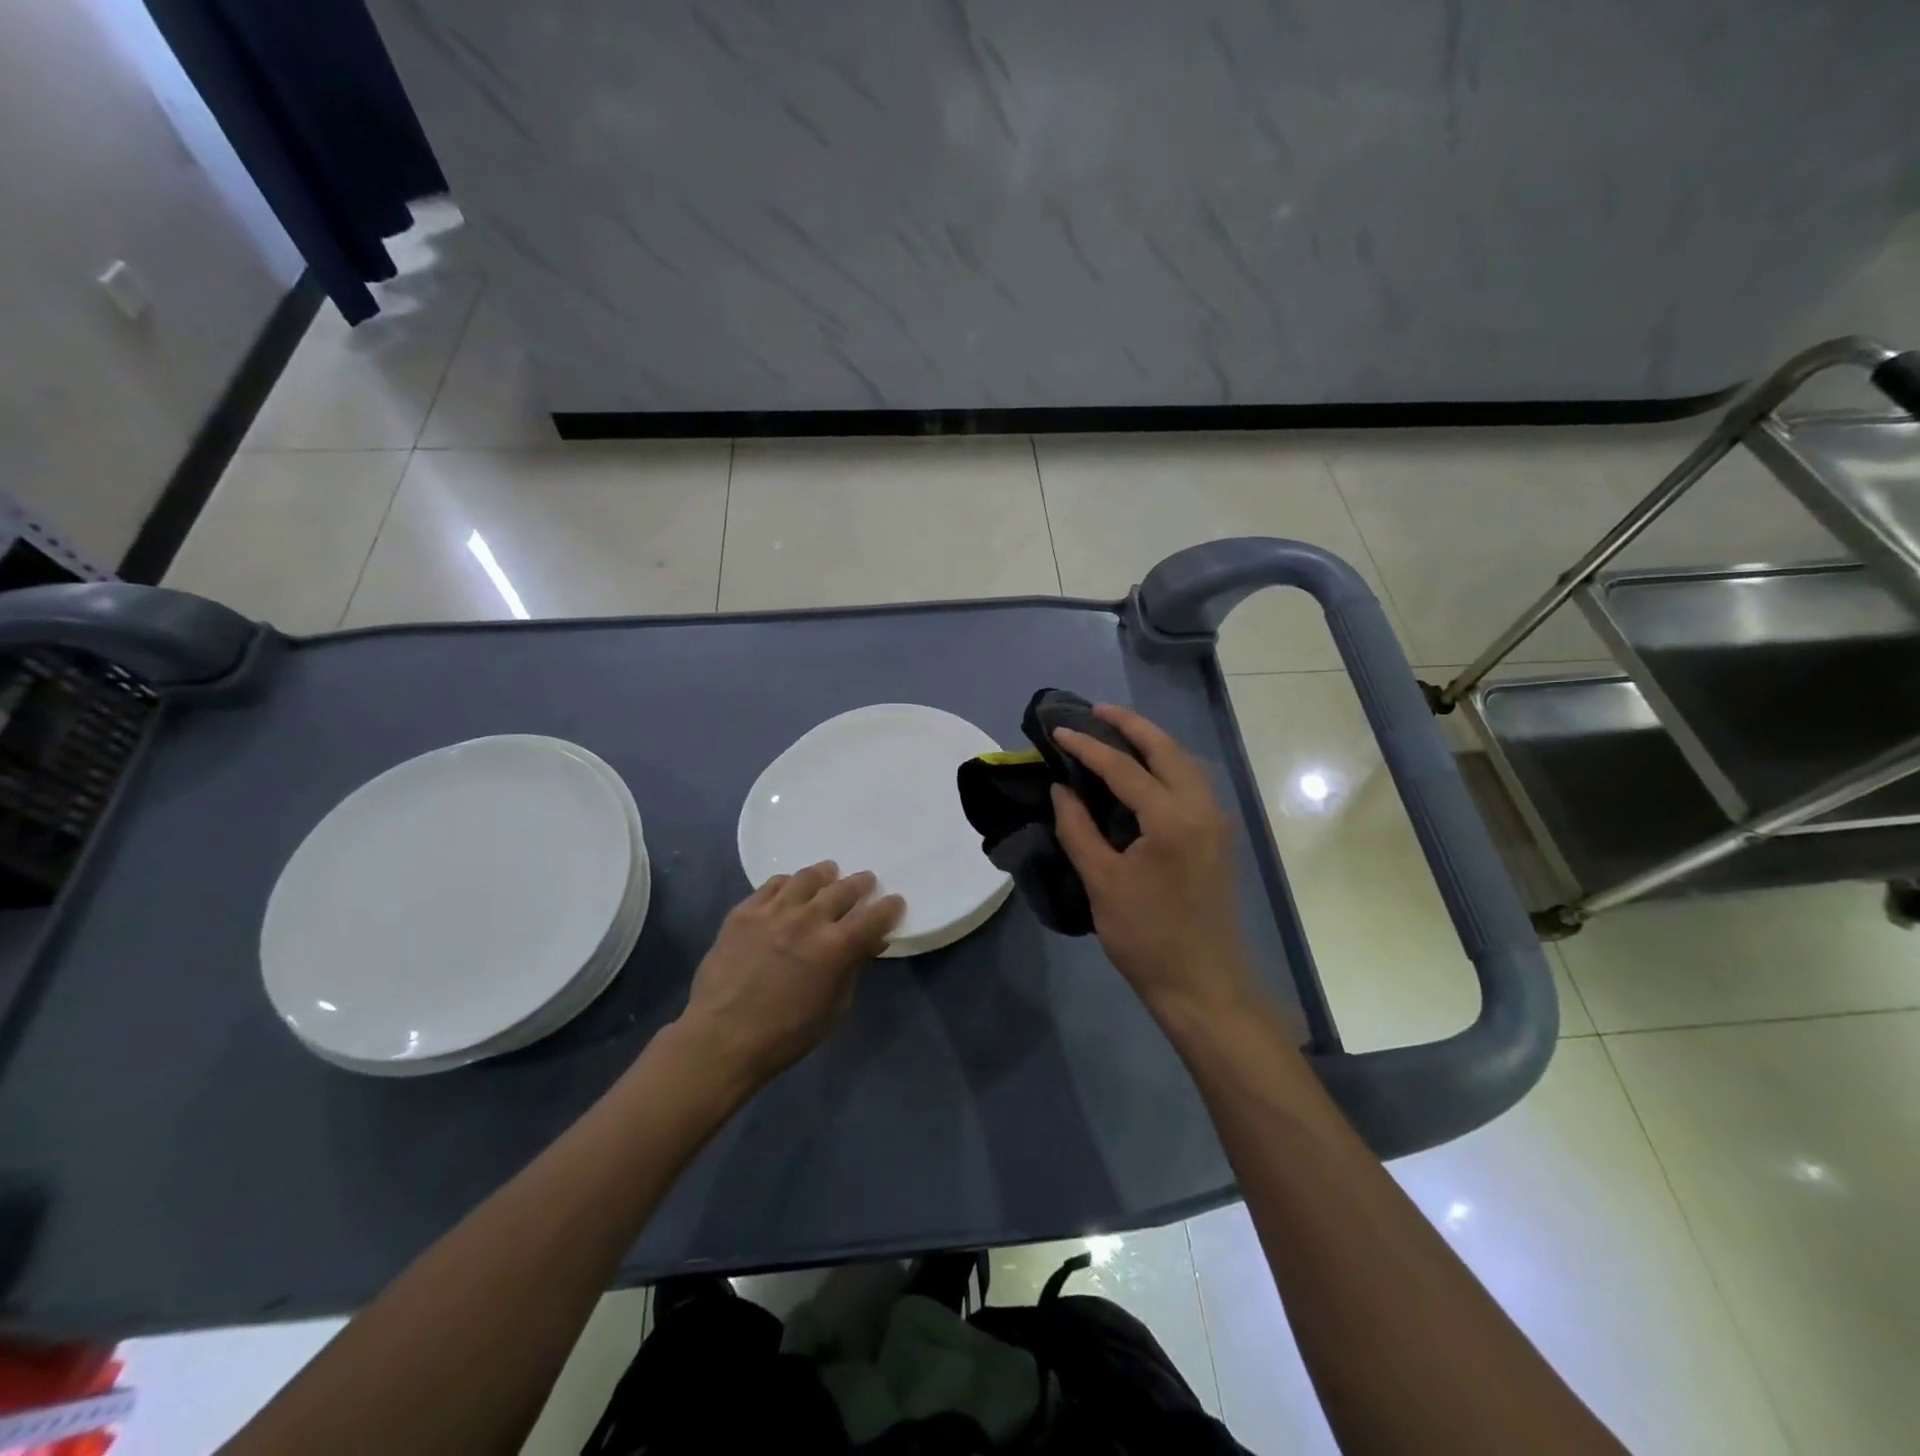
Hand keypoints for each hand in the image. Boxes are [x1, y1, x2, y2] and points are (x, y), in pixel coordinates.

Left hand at [676, 861, 903, 1088]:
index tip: (894, 902)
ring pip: (807, 878)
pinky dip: (788, 883)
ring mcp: (774, 911)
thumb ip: (853, 968)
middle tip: (865, 882)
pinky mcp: (744, 912)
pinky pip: (772, 885)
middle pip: (843, 889)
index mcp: (837, 946)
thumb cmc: (786, 1034)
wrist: (721, 1039)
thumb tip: (870, 943)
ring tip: (829, 874)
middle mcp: (809, 919)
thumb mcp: (834, 1008)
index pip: (875, 916)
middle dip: (860, 884)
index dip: (889, 907)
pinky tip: (790, 887)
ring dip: (824, 875)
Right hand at [1051, 705, 1260, 1028]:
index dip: (1088, 746)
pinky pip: (1192, 783)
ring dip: (1152, 742)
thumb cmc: (1147, 937)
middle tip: (1095, 711)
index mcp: (1172, 819)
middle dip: (1131, 725)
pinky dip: (1166, 765)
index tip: (1059, 730)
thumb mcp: (1102, 882)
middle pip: (1167, 749)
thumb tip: (1061, 789)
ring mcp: (1216, 822)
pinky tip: (1143, 771)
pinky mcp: (1217, 837)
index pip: (1124, 767)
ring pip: (1185, 763)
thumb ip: (1078, 829)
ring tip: (1116, 732)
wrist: (1204, 985)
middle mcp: (1202, 809)